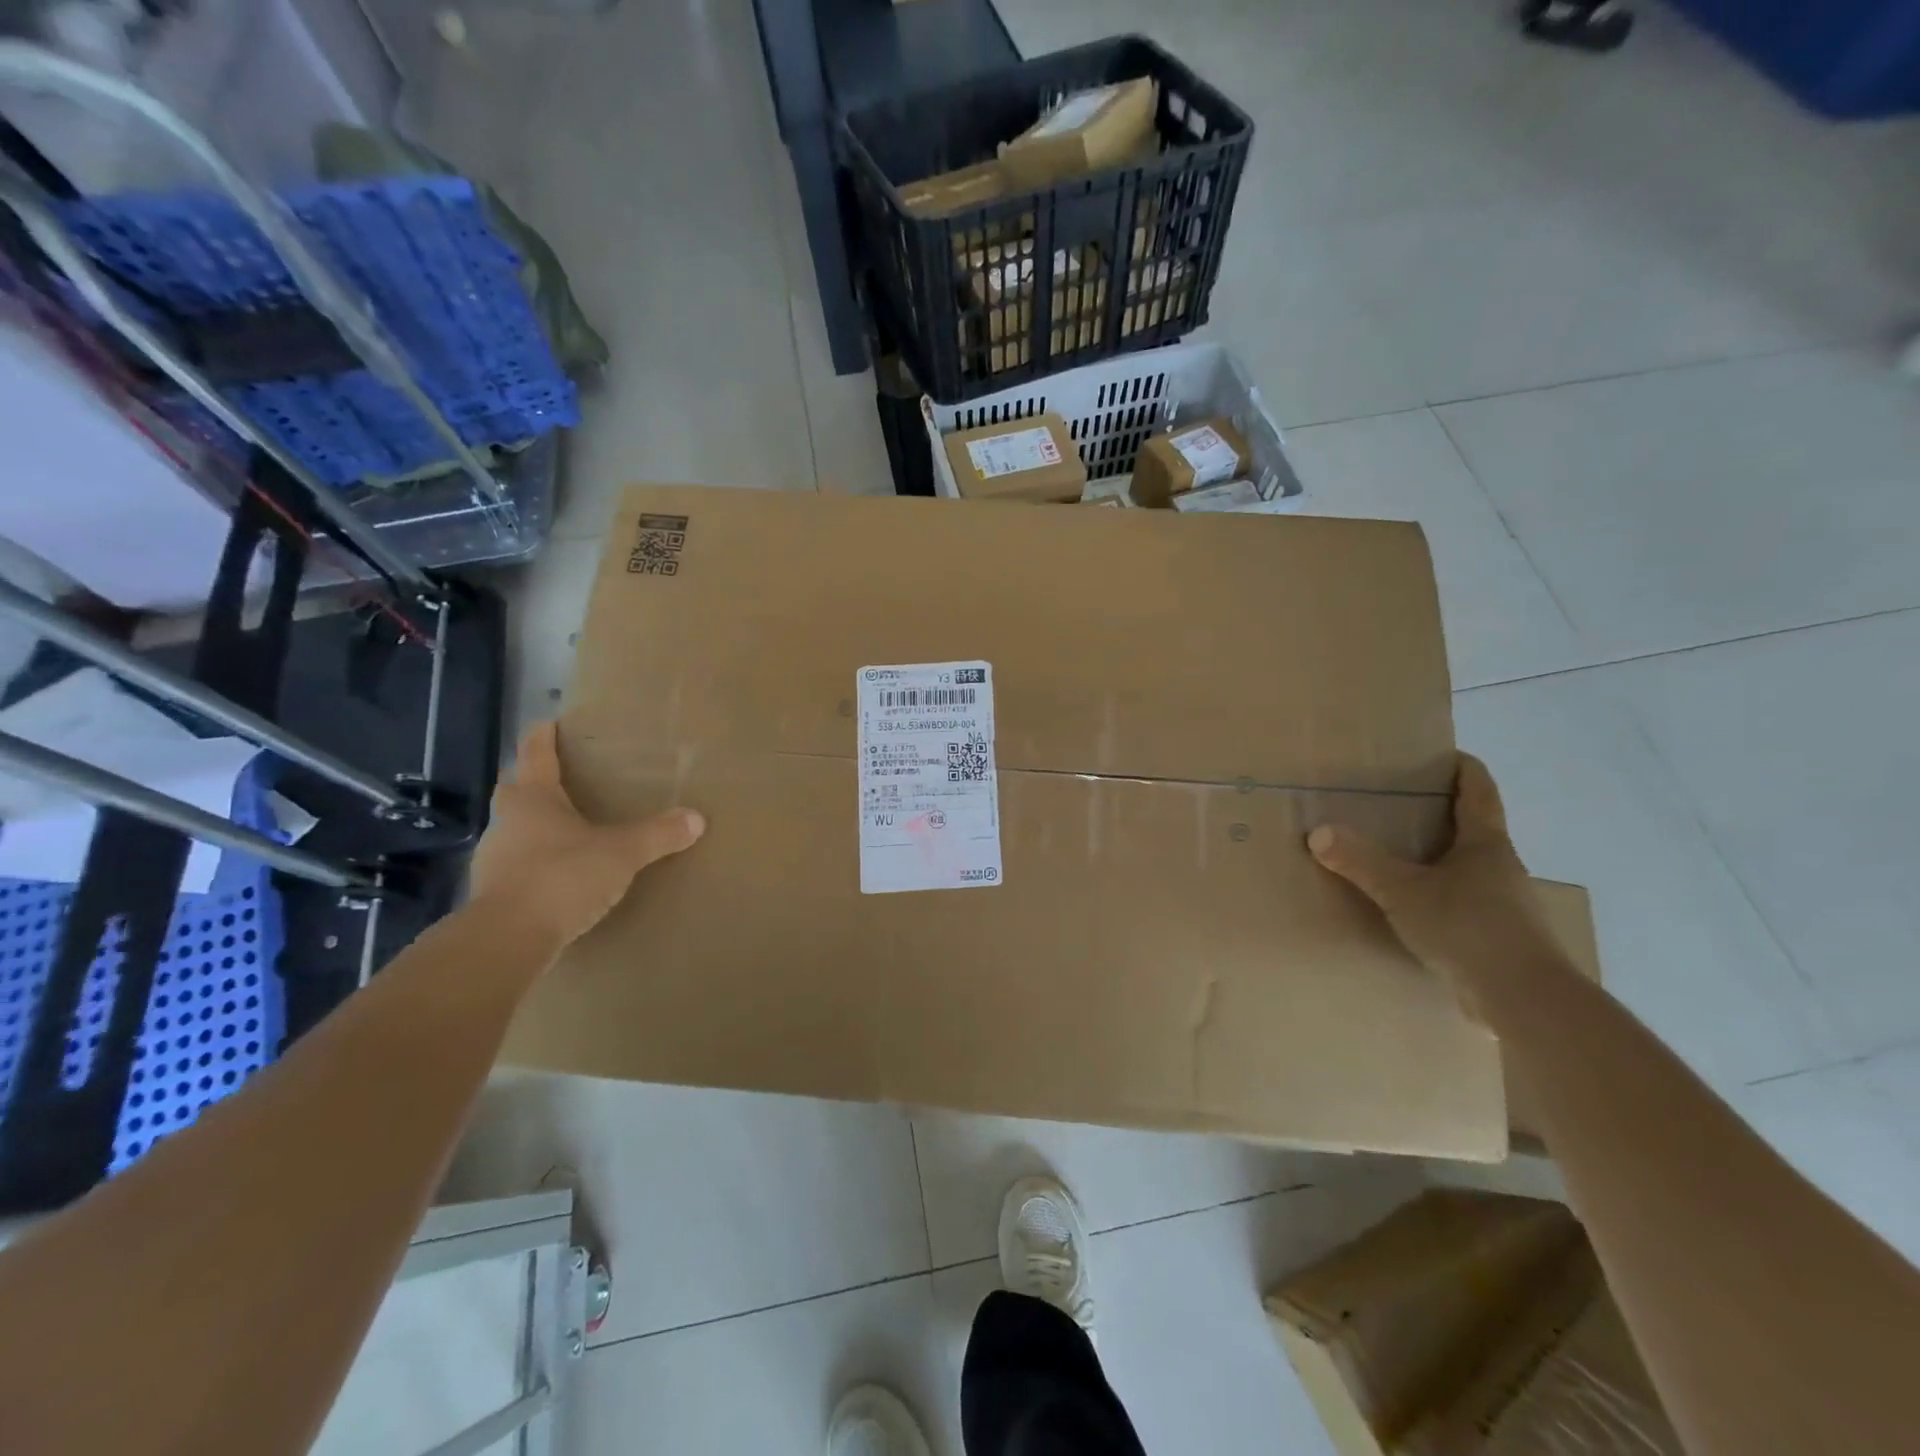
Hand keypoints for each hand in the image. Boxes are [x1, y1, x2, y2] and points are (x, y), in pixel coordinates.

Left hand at [469, 722, 704, 949]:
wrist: (507, 940)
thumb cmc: (562, 877)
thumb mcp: (621, 853)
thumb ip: (657, 834)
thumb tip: (696, 818)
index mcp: (533, 800)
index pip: (535, 756)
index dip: (542, 737)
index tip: (548, 722)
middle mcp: (507, 823)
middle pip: (517, 793)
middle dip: (534, 785)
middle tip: (561, 782)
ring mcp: (494, 861)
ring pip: (515, 832)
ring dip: (536, 829)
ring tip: (569, 834)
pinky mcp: (494, 896)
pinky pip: (518, 869)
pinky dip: (537, 866)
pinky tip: (560, 878)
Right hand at [1308, 753, 1565, 1013]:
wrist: (1525, 999)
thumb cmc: (1468, 927)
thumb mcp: (1402, 891)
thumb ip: (1360, 862)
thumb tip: (1318, 833)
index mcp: (1486, 844)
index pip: (1479, 791)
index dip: (1463, 769)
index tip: (1445, 755)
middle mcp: (1502, 868)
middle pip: (1474, 830)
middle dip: (1442, 816)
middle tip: (1401, 807)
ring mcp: (1506, 905)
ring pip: (1470, 871)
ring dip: (1442, 861)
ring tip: (1401, 861)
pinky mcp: (1500, 939)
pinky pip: (1466, 906)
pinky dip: (1443, 899)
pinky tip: (1416, 912)